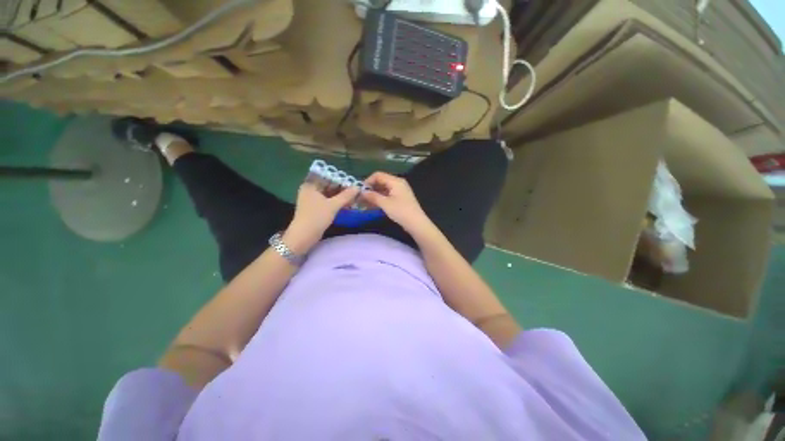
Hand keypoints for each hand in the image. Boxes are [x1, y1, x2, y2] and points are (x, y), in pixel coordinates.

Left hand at [285, 183, 358, 253]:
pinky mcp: (314, 208)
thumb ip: (346, 195)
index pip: (327, 176)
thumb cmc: (317, 217)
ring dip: (340, 195)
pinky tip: (346, 203)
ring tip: (353, 196)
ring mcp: (311, 199)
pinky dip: (336, 201)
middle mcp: (310, 190)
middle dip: (341, 188)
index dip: (340, 179)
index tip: (352, 182)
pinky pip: (327, 201)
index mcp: (310, 185)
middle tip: (355, 190)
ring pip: (329, 194)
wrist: (304, 236)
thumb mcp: (333, 205)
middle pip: (328, 185)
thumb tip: (358, 187)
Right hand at [361, 172, 432, 234]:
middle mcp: (398, 183)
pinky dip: (380, 199)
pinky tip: (372, 206)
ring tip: (363, 203)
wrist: (416, 223)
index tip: (360, 191)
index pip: (378, 175)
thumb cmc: (401, 211)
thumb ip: (372, 196)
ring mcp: (399, 191)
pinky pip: (387, 195)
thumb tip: (362, 192)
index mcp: (395, 181)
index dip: (368, 181)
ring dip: (374, 195)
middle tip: (360, 198)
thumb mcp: (385, 203)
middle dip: (370, 189)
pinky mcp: (400, 198)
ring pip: (383, 189)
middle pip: (380, 182)